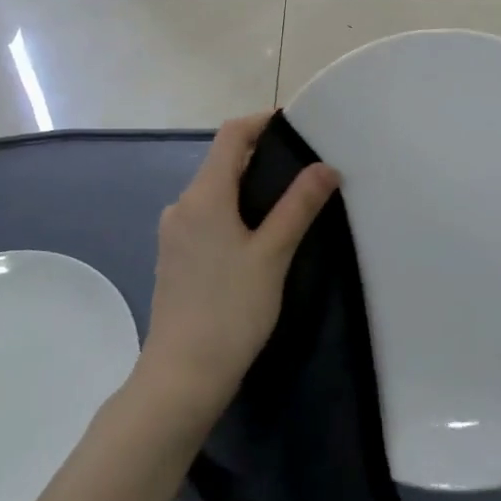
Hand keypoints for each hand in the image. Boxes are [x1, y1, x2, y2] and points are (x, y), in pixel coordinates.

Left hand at [138, 112, 338, 427]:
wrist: (181, 379)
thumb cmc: (230, 310)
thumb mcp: (273, 255)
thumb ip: (299, 206)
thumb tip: (325, 166)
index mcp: (204, 195)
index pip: (232, 134)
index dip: (262, 122)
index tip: (297, 128)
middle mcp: (182, 205)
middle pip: (223, 161)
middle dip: (262, 157)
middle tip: (304, 168)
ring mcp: (174, 233)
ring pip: (216, 191)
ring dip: (249, 187)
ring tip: (289, 203)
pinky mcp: (175, 257)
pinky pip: (207, 216)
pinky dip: (234, 212)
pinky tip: (258, 237)